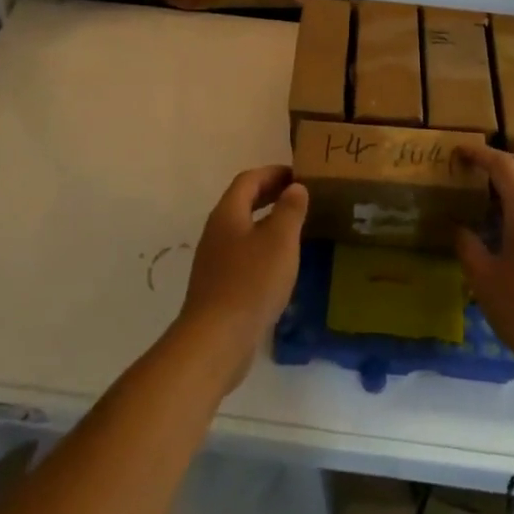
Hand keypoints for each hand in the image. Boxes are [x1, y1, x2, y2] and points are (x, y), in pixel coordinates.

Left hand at [177, 165, 307, 389]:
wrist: (216, 340)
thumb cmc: (251, 282)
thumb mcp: (280, 240)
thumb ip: (289, 210)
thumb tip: (295, 187)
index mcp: (228, 214)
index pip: (248, 180)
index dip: (273, 172)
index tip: (298, 173)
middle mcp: (217, 232)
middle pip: (242, 203)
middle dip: (269, 194)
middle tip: (299, 195)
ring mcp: (214, 261)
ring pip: (243, 229)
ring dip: (267, 222)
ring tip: (295, 227)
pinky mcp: (219, 286)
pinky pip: (243, 255)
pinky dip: (263, 248)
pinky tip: (280, 264)